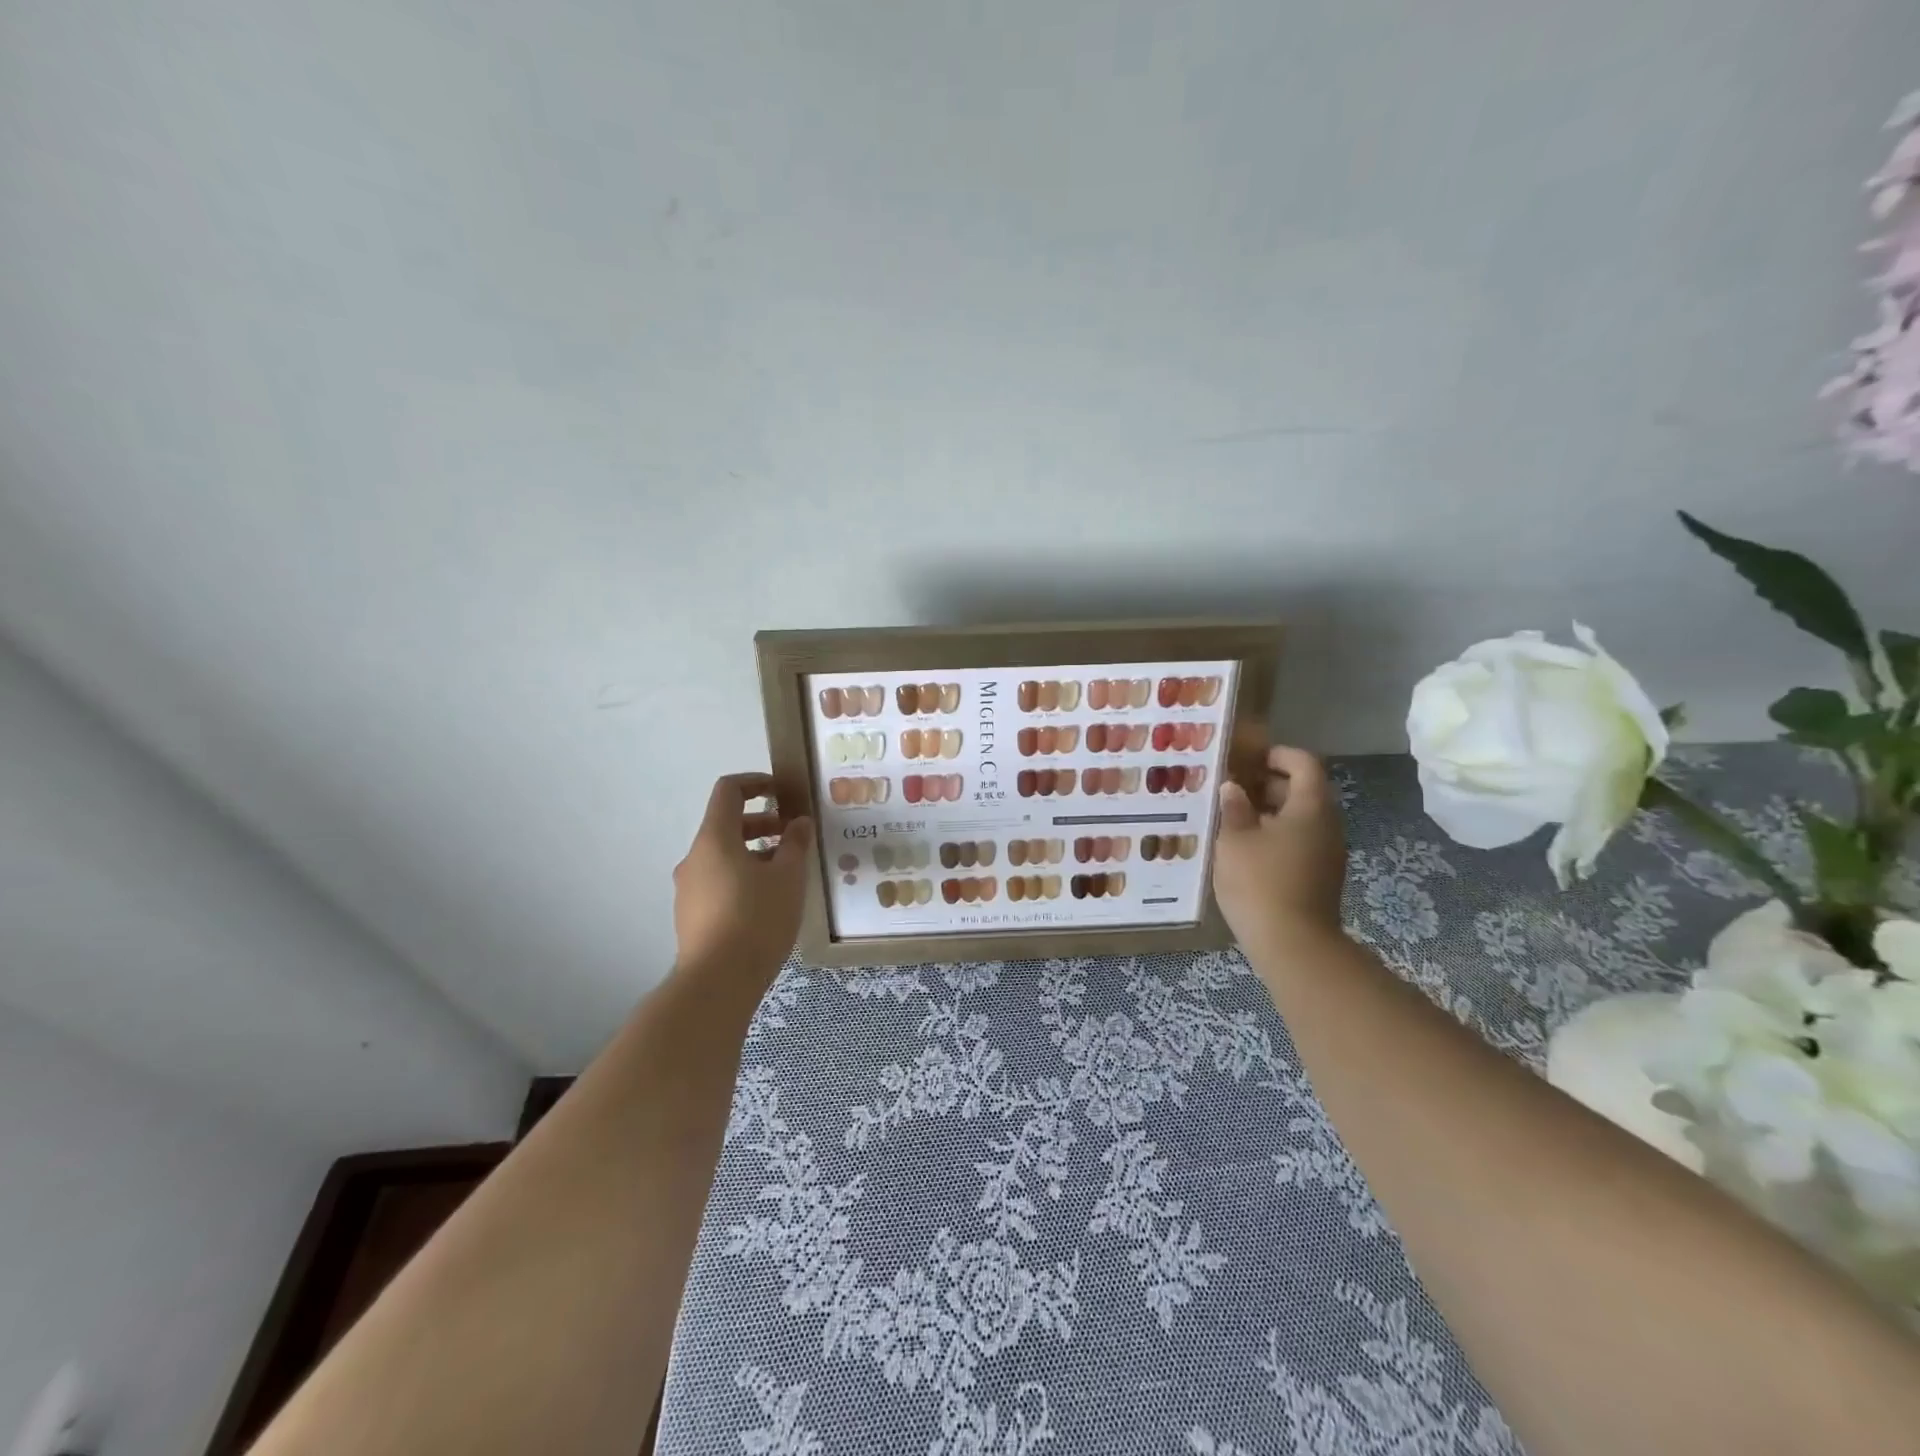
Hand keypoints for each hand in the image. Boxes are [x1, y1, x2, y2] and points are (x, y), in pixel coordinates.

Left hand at [672, 773, 811, 985]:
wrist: (717, 982)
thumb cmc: (757, 919)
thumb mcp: (788, 877)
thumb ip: (795, 843)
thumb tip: (798, 822)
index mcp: (714, 839)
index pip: (728, 791)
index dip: (756, 783)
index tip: (783, 792)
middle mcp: (694, 858)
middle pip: (726, 825)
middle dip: (762, 823)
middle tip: (793, 836)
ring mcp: (688, 888)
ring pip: (722, 856)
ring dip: (754, 853)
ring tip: (786, 872)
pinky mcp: (690, 915)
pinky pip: (718, 881)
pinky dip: (742, 876)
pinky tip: (768, 901)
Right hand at [1212, 746, 1348, 956]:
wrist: (1293, 945)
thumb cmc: (1260, 881)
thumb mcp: (1234, 839)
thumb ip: (1234, 808)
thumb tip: (1233, 788)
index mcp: (1311, 807)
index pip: (1304, 764)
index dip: (1277, 754)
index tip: (1247, 758)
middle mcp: (1327, 825)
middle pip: (1303, 791)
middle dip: (1267, 784)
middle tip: (1230, 787)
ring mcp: (1327, 853)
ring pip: (1299, 819)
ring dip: (1268, 812)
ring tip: (1230, 818)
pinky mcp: (1319, 877)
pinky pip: (1298, 842)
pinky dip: (1274, 836)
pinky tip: (1243, 849)